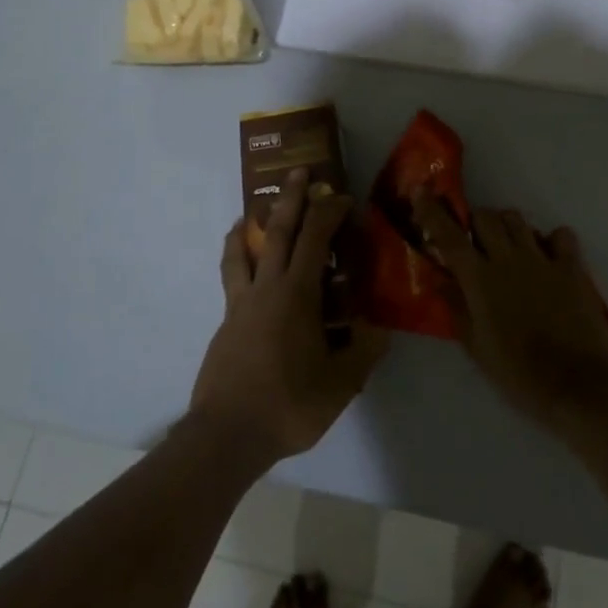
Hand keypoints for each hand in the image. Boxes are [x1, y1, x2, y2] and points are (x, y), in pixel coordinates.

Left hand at [190, 170, 388, 465]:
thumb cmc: (289, 404)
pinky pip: (232, 279)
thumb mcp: (341, 383)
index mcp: (296, 295)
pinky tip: (243, 269)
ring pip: (242, 252)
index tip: (344, 199)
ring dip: (249, 226)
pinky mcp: (226, 323)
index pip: (315, 239)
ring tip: (250, 213)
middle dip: (291, 199)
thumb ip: (364, 352)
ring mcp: (241, 305)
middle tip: (298, 173)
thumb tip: (381, 329)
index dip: (330, 213)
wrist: (228, 434)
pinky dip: (236, 260)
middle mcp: (266, 289)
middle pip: (278, 232)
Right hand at [411, 192, 607, 433]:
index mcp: (480, 279)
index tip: (421, 191)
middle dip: (474, 221)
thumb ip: (456, 309)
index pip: (449, 236)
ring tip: (507, 246)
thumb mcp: (476, 348)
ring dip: (507, 226)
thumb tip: (439, 280)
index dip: (432, 211)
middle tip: (473, 241)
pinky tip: (548, 256)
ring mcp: (543, 260)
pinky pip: (561, 236)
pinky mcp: (573, 268)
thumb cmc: (519, 374)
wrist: (578, 386)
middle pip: (486, 217)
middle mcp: (509, 259)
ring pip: (518, 220)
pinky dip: (552, 239)